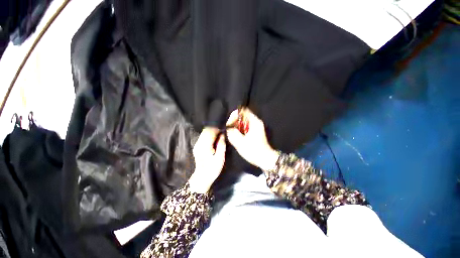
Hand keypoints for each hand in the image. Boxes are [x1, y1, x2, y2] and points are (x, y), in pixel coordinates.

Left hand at [188, 127, 225, 193]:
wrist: (202, 177)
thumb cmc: (213, 169)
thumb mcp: (220, 158)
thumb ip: (221, 145)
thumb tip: (223, 134)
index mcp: (204, 146)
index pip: (210, 132)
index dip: (217, 128)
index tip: (223, 126)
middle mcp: (198, 143)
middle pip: (206, 130)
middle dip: (214, 128)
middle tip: (222, 128)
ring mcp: (197, 144)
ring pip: (204, 133)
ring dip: (212, 131)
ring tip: (220, 132)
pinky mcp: (197, 146)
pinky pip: (203, 136)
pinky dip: (209, 135)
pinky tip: (215, 137)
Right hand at [226, 109, 278, 170]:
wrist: (265, 159)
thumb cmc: (254, 150)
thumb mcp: (240, 142)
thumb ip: (232, 132)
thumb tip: (227, 126)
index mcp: (254, 121)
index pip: (242, 111)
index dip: (234, 115)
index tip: (229, 124)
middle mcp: (255, 122)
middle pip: (242, 116)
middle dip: (234, 122)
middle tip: (229, 130)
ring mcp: (255, 126)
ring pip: (242, 122)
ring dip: (236, 126)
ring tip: (232, 134)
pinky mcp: (254, 132)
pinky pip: (244, 127)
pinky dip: (239, 130)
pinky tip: (237, 137)